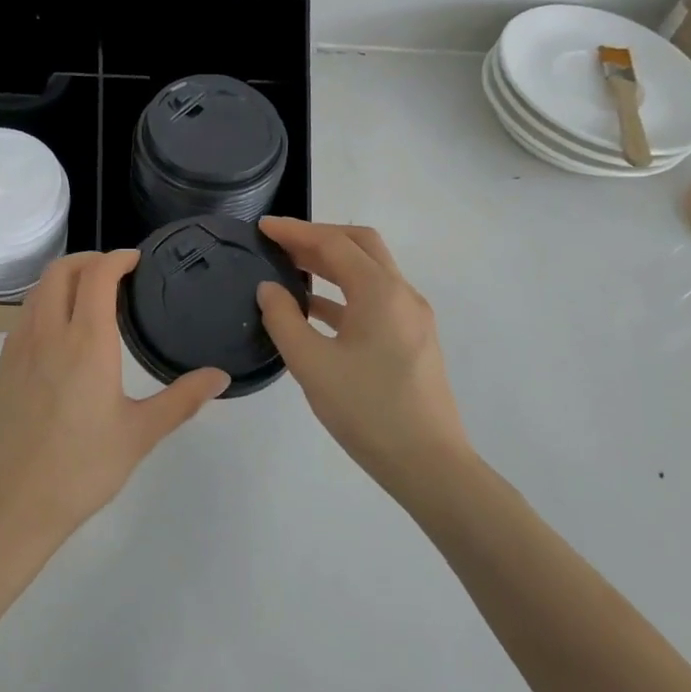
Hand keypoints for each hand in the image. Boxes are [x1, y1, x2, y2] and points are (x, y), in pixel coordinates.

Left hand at [0, 250, 228, 551]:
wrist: (13, 504)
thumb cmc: (82, 469)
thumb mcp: (140, 434)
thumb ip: (182, 399)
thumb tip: (220, 376)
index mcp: (86, 342)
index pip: (97, 276)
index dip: (117, 258)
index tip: (136, 259)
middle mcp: (48, 333)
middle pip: (60, 271)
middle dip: (88, 259)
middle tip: (115, 271)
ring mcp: (19, 348)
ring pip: (38, 291)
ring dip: (64, 278)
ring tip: (90, 294)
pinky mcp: (4, 367)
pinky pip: (25, 315)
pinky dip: (46, 302)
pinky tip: (62, 331)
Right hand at [255, 219, 471, 494]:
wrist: (429, 464)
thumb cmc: (367, 411)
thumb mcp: (312, 364)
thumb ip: (284, 319)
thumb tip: (269, 289)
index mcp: (380, 292)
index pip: (334, 243)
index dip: (295, 231)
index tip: (262, 227)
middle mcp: (402, 295)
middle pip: (360, 246)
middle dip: (318, 238)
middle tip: (279, 243)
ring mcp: (411, 318)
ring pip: (369, 272)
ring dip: (331, 264)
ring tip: (290, 269)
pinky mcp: (411, 340)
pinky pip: (374, 299)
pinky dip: (343, 292)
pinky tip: (314, 310)